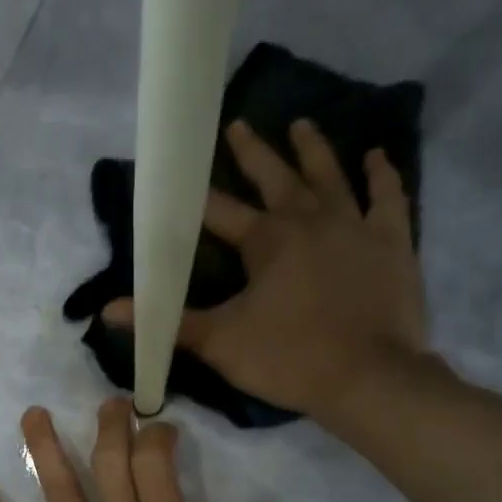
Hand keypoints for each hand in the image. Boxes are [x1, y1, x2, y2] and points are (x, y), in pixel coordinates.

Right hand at [105, 119, 432, 421]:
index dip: (197, 194)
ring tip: (301, 123)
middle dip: (253, 152)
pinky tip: (377, 156)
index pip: (220, 211)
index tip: (180, 173)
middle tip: (237, 124)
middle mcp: (309, 220)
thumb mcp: (220, 343)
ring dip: (313, 150)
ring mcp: (355, 226)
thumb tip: (109, 311)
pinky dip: (383, 176)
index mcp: (265, 241)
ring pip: (330, 177)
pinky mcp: (393, 242)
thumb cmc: (289, 359)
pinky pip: (388, 198)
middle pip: (275, 178)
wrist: (369, 378)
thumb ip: (169, 322)